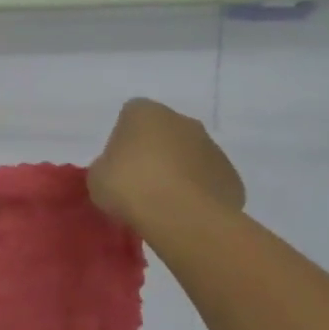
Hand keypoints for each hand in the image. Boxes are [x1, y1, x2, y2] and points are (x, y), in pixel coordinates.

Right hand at [88, 98, 245, 232]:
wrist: (181, 217)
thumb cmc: (130, 187)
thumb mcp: (97, 178)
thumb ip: (106, 167)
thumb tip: (116, 172)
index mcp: (145, 112)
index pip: (130, 117)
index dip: (122, 142)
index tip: (117, 166)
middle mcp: (182, 121)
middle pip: (164, 133)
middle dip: (154, 153)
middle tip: (139, 184)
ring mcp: (212, 147)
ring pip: (190, 156)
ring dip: (178, 173)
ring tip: (163, 204)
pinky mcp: (231, 176)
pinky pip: (208, 181)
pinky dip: (198, 193)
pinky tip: (185, 213)